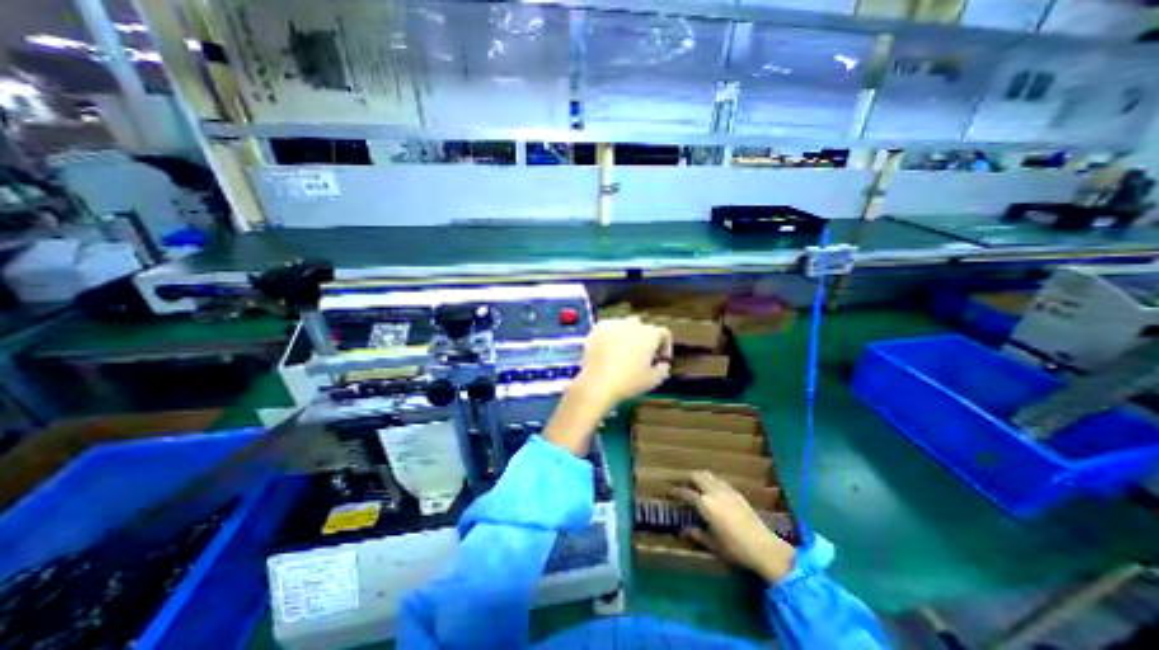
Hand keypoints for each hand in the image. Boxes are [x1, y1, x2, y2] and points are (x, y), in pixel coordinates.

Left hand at [574, 318, 675, 407]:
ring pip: (625, 326)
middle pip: (644, 328)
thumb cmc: (629, 382)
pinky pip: (609, 328)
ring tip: (623, 353)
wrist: (598, 383)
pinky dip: (611, 336)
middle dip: (645, 340)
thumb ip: (663, 368)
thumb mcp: (653, 380)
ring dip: (628, 336)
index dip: (665, 346)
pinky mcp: (599, 327)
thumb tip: (662, 363)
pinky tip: (608, 350)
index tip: (660, 359)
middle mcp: (633, 324)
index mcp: (650, 334)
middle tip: (641, 356)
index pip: (664, 333)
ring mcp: (615, 323)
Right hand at [672, 469, 798, 580]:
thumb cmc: (734, 548)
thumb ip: (697, 534)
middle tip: (683, 484)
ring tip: (697, 484)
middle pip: (697, 476)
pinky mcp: (736, 493)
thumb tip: (683, 530)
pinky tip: (714, 490)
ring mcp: (726, 490)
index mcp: (705, 504)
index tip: (670, 491)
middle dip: (688, 478)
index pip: (686, 493)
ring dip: (700, 477)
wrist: (763, 546)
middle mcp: (713, 492)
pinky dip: (712, 481)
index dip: (676, 491)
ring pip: (709, 475)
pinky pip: (720, 481)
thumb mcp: (712, 544)